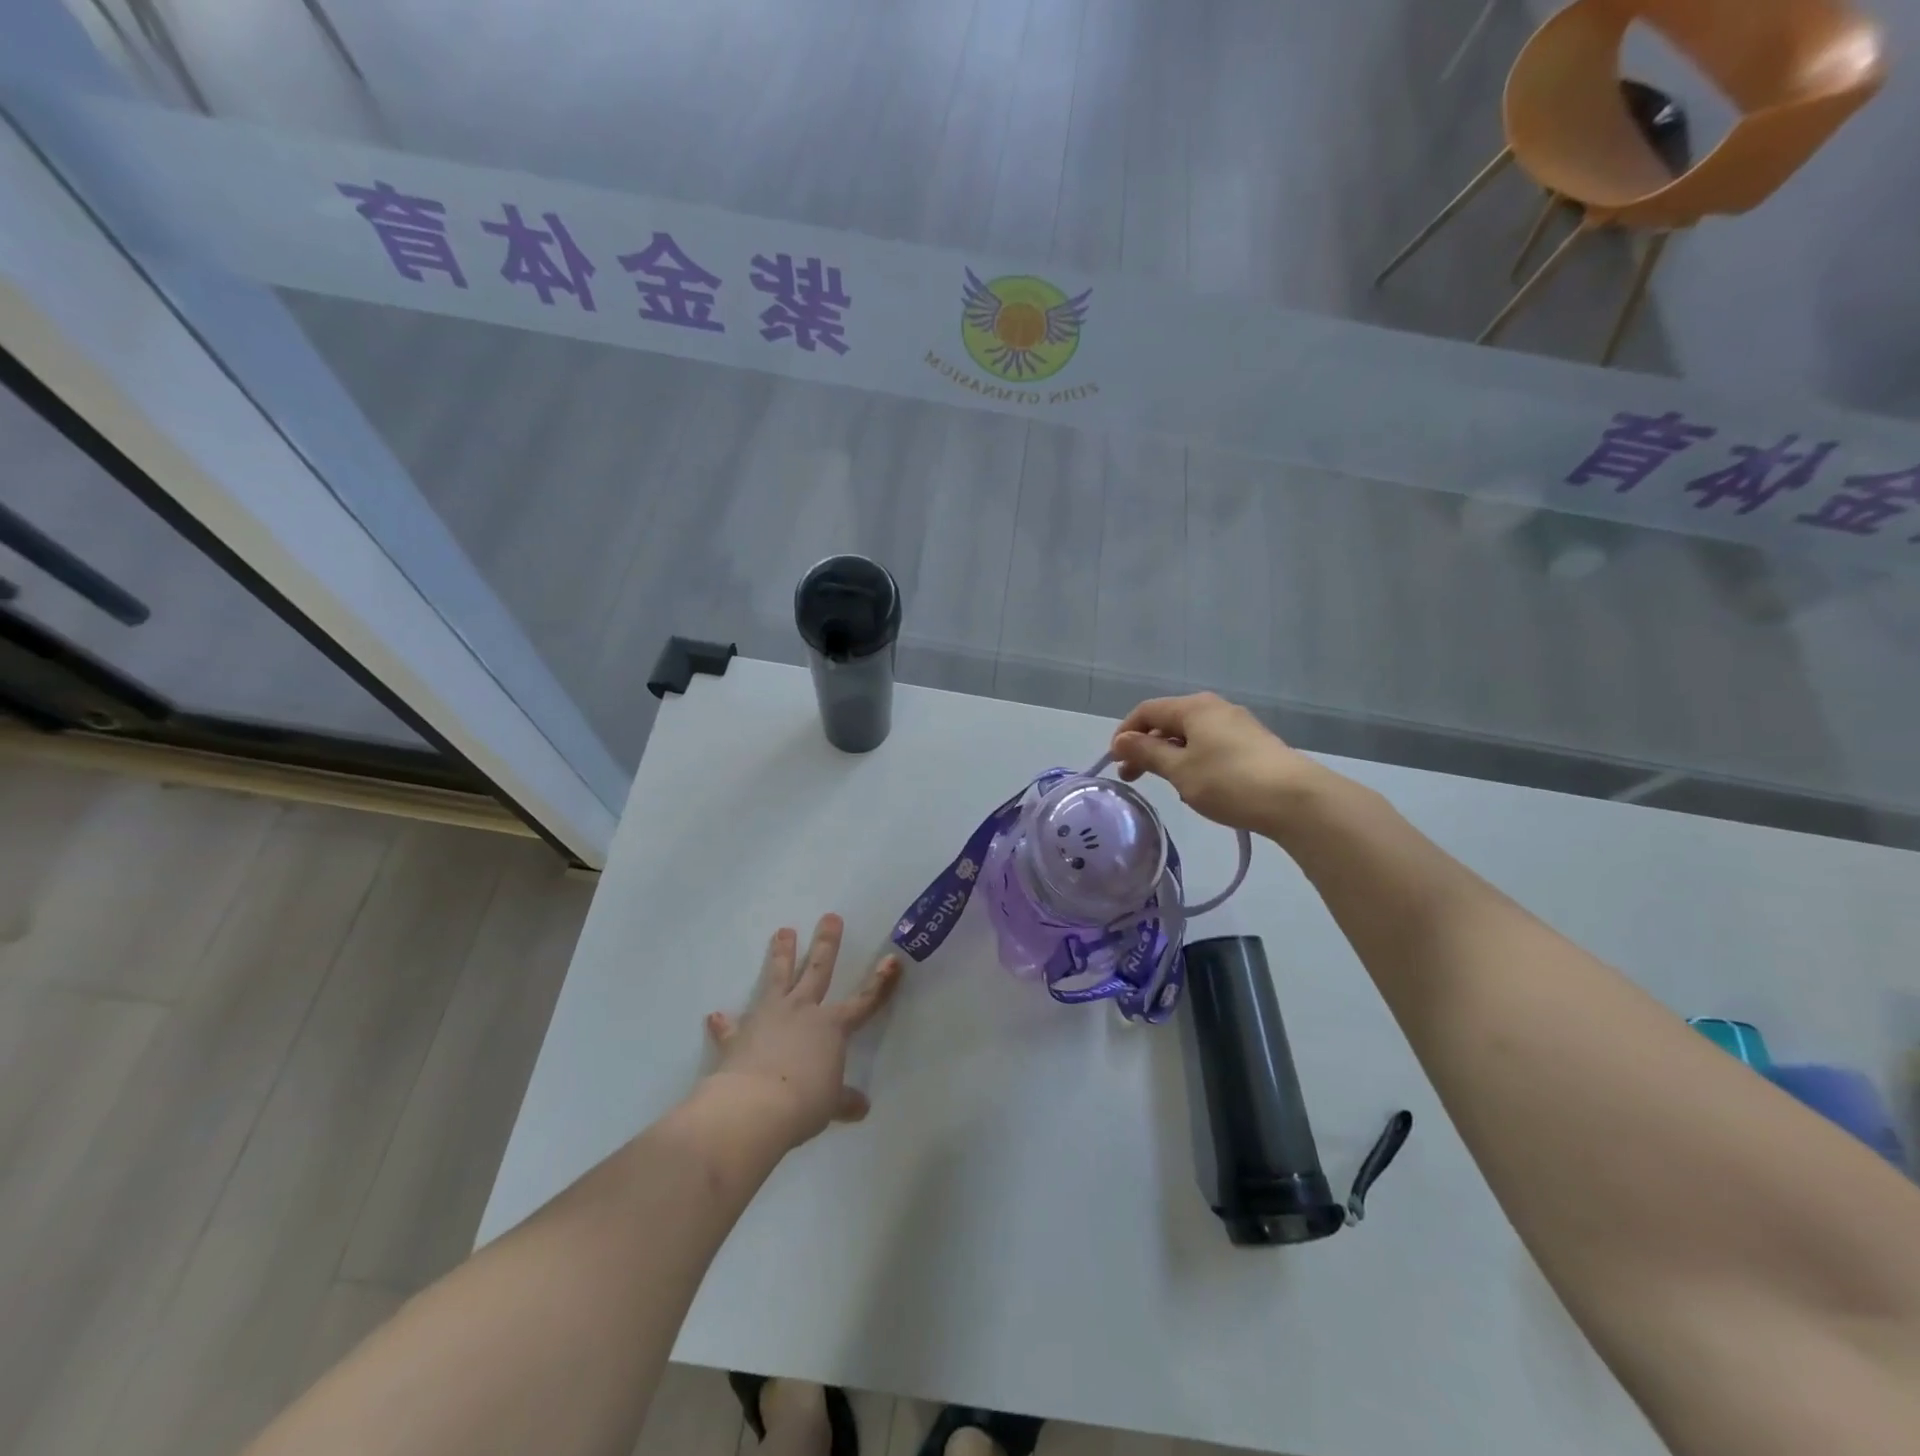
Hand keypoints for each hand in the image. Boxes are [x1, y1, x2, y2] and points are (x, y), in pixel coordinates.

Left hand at [703, 914, 901, 1149]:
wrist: (754, 1107)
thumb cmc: (804, 1102)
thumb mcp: (831, 1104)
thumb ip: (844, 1100)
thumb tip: (862, 1108)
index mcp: (831, 1027)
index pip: (864, 1001)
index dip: (880, 982)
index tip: (892, 959)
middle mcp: (802, 1011)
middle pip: (817, 970)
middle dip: (826, 943)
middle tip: (829, 917)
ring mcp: (768, 1018)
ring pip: (777, 978)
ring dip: (781, 955)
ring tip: (783, 931)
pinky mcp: (738, 1036)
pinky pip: (731, 1026)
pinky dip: (724, 1023)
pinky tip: (715, 1016)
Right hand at [1109, 693, 1322, 834]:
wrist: (1295, 800)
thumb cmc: (1228, 782)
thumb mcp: (1179, 770)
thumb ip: (1147, 753)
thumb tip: (1121, 741)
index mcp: (1194, 707)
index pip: (1147, 711)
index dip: (1125, 733)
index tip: (1114, 762)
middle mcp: (1215, 708)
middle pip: (1169, 721)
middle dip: (1146, 747)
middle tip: (1132, 777)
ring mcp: (1237, 725)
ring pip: (1190, 736)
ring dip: (1169, 756)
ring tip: (1165, 785)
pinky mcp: (1253, 745)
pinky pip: (1210, 746)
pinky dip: (1193, 761)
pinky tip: (1196, 787)